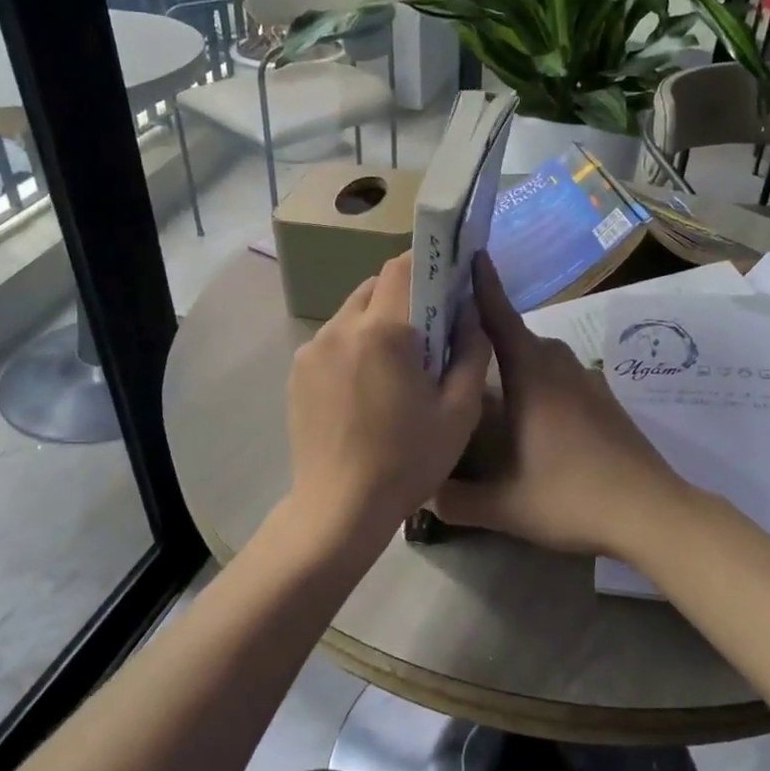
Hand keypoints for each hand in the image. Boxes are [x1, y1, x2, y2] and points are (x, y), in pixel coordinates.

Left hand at [284, 252, 489, 549]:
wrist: (339, 508)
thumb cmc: (408, 462)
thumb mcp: (459, 411)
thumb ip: (472, 350)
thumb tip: (469, 311)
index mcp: (383, 332)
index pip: (402, 267)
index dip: (426, 262)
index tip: (446, 277)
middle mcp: (340, 328)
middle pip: (375, 286)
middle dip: (404, 295)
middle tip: (428, 330)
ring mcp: (312, 349)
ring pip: (351, 312)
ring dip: (378, 320)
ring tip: (397, 362)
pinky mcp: (297, 372)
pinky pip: (333, 339)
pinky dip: (354, 344)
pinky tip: (367, 384)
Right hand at [433, 256, 687, 559]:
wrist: (650, 511)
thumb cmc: (571, 497)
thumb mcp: (503, 507)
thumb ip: (453, 500)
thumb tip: (418, 494)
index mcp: (531, 377)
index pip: (500, 318)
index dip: (482, 286)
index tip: (467, 255)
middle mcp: (559, 367)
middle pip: (517, 336)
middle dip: (486, 332)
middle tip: (452, 343)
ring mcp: (587, 382)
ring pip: (542, 357)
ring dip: (515, 360)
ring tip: (487, 382)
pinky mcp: (605, 400)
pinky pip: (561, 375)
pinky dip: (539, 379)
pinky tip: (531, 415)